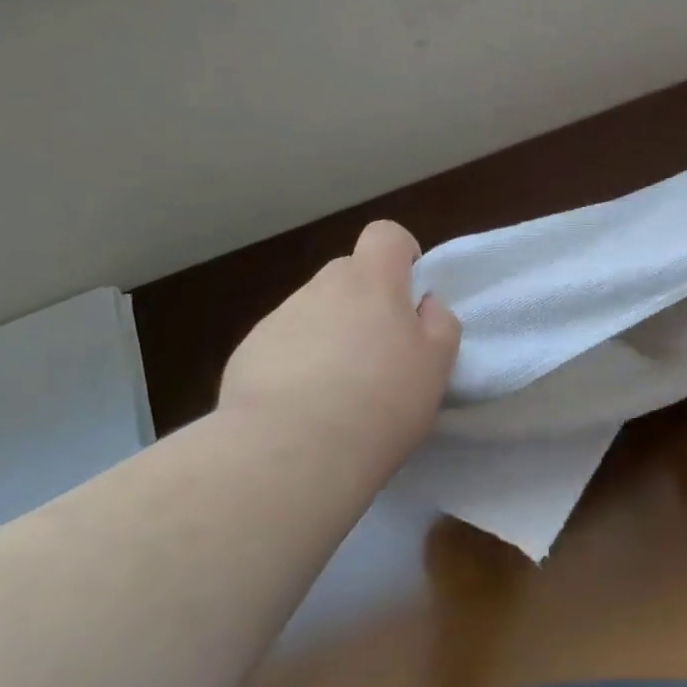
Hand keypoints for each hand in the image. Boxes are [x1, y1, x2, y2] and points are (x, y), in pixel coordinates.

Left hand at [219, 220, 460, 446]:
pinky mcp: (247, 353)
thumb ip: (439, 323)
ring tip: (336, 393)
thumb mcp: (437, 365)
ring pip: (314, 311)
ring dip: (329, 335)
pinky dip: (294, 365)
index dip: (400, 255)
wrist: (291, 452)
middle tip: (377, 355)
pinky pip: (282, 345)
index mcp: (372, 281)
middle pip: (348, 276)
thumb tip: (424, 305)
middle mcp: (322, 286)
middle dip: (365, 302)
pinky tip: (300, 409)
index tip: (408, 294)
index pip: (386, 234)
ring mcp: (279, 318)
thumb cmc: (381, 401)